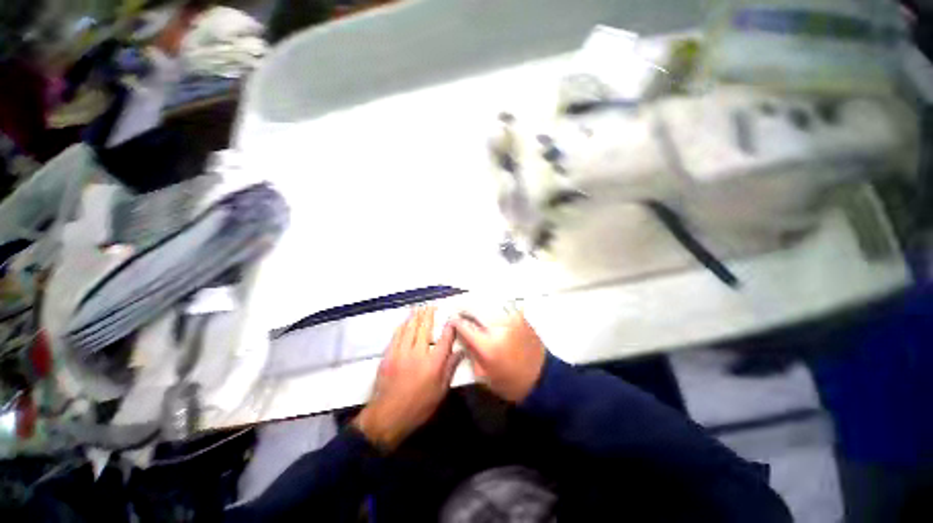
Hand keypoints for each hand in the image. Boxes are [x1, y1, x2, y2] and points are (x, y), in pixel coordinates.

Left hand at [353, 306, 461, 450]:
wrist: (388, 416)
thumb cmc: (419, 406)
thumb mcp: (440, 391)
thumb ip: (450, 369)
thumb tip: (460, 352)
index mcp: (434, 363)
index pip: (445, 339)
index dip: (449, 327)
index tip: (452, 318)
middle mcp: (418, 353)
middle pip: (425, 328)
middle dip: (429, 315)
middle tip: (432, 306)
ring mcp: (402, 352)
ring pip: (410, 329)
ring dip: (415, 316)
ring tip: (419, 308)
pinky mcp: (389, 355)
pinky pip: (396, 336)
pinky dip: (402, 326)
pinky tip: (405, 322)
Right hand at [453, 309, 545, 402]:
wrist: (541, 379)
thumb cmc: (509, 383)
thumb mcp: (483, 375)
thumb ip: (470, 352)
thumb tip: (460, 335)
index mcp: (487, 345)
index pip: (464, 325)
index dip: (454, 321)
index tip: (450, 319)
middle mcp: (499, 327)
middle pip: (475, 308)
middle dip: (464, 307)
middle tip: (459, 309)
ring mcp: (511, 319)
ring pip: (488, 303)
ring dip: (477, 303)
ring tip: (472, 307)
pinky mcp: (520, 316)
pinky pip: (501, 305)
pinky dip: (492, 305)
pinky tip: (488, 310)